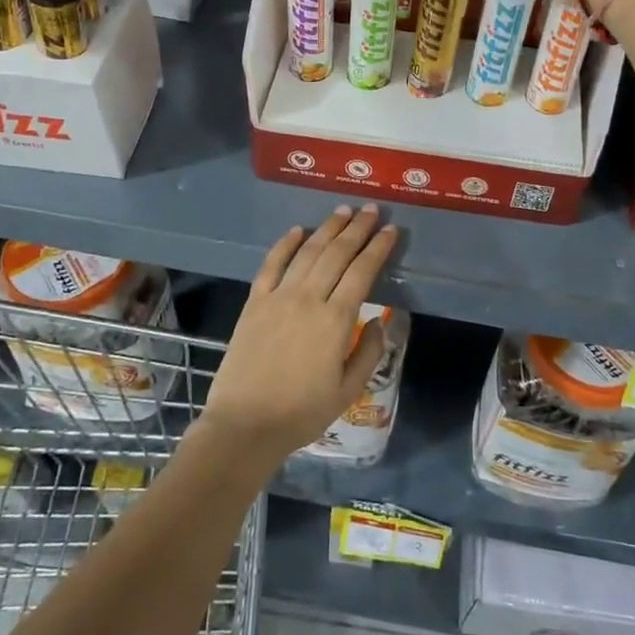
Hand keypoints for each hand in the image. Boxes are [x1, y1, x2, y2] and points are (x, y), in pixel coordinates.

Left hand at [201, 205, 397, 463]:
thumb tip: (379, 321)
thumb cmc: (302, 413)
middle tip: (370, 209)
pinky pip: (271, 264)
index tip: (390, 230)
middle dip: (357, 228)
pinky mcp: (255, 302)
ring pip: (307, 252)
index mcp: (336, 320)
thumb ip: (369, 352)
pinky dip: (285, 244)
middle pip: (337, 253)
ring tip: (342, 211)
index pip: (362, 271)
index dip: (378, 248)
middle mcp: (308, 298)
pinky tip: (297, 230)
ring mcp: (278, 297)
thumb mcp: (349, 390)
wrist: (245, 425)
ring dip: (327, 228)